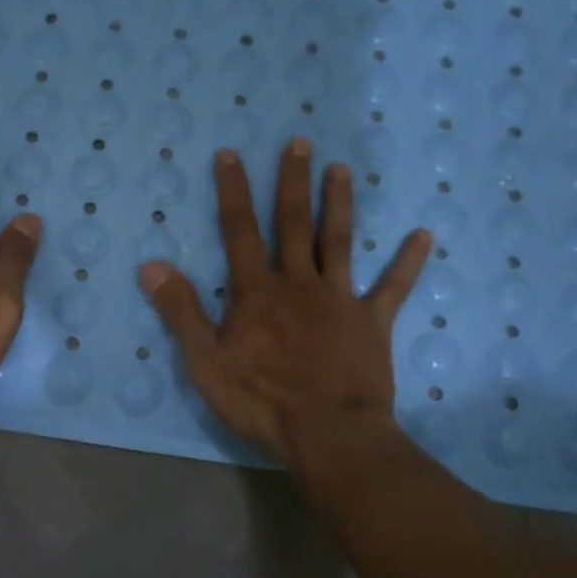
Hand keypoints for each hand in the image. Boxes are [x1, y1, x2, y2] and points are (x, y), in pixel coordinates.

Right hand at [138, 139, 430, 464]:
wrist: (329, 434)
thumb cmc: (261, 400)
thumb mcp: (205, 361)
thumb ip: (180, 311)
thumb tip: (151, 266)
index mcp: (257, 291)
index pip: (240, 230)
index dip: (233, 191)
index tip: (231, 154)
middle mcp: (299, 282)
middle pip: (295, 223)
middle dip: (293, 181)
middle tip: (300, 143)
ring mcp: (340, 299)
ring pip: (340, 241)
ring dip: (340, 204)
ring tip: (342, 169)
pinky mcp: (372, 322)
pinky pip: (393, 288)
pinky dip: (408, 262)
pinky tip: (425, 235)